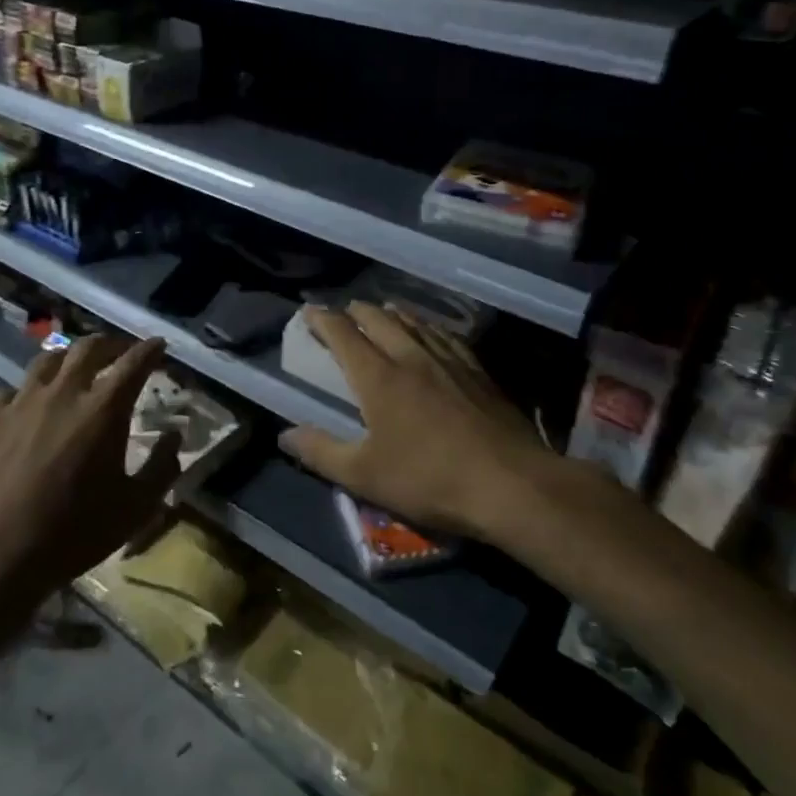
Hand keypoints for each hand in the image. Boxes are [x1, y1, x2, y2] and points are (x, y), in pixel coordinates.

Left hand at [0, 334, 180, 597]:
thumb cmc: (75, 532)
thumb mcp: (136, 508)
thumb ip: (162, 467)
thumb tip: (174, 435)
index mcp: (103, 410)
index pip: (134, 363)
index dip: (150, 349)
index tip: (159, 345)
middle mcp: (63, 393)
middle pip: (89, 347)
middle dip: (110, 344)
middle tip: (120, 352)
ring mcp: (20, 402)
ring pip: (47, 360)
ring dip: (68, 359)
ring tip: (74, 370)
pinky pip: (8, 391)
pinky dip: (24, 393)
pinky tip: (25, 407)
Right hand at [279, 303, 555, 540]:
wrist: (511, 484)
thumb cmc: (429, 479)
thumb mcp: (364, 475)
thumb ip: (321, 452)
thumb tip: (284, 434)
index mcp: (379, 377)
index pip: (343, 334)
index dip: (322, 319)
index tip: (309, 311)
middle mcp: (411, 357)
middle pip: (380, 319)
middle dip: (357, 311)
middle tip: (344, 311)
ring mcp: (449, 361)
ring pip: (415, 323)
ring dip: (393, 313)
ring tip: (384, 310)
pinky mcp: (478, 372)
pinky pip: (446, 336)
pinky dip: (428, 327)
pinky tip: (433, 333)